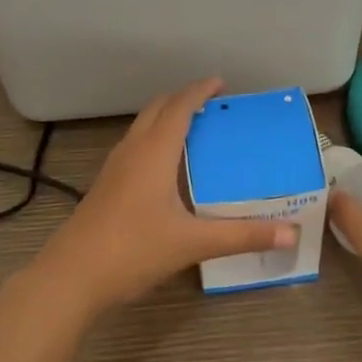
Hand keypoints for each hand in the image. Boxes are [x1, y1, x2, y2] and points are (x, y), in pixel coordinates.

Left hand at [29, 78, 297, 319]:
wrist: (71, 277)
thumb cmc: (133, 250)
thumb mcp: (193, 243)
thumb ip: (242, 236)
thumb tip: (290, 234)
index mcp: (153, 152)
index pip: (179, 107)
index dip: (200, 91)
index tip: (221, 84)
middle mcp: (131, 151)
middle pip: (156, 110)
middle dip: (183, 100)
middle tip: (212, 105)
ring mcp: (113, 169)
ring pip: (141, 129)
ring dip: (166, 119)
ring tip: (194, 131)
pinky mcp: (105, 187)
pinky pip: (134, 148)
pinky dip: (154, 142)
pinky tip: (167, 170)